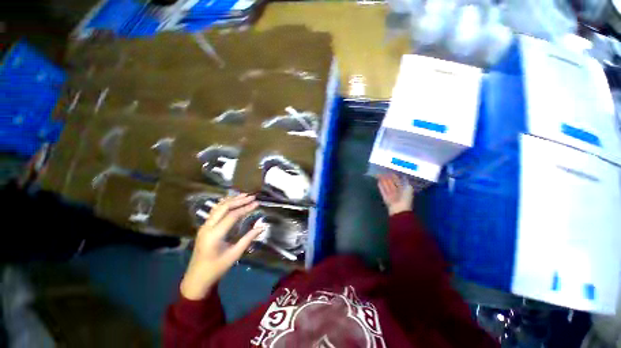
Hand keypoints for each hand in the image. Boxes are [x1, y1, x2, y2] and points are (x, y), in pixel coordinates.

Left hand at [180, 194, 262, 299]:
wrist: (197, 278)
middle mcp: (208, 227)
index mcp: (215, 235)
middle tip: (252, 197)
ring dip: (231, 200)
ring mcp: (204, 226)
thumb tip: (262, 227)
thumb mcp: (234, 254)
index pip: (232, 215)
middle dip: (239, 200)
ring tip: (244, 195)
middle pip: (224, 207)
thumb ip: (248, 238)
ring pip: (218, 207)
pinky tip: (230, 200)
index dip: (246, 208)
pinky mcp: (204, 227)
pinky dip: (224, 204)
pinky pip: (214, 211)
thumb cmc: (217, 268)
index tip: (257, 203)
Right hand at [378, 174, 413, 215]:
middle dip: (387, 178)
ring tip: (379, 176)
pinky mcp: (386, 198)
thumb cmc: (406, 199)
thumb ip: (406, 182)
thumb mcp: (409, 189)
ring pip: (386, 187)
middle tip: (383, 173)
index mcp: (403, 189)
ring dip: (383, 181)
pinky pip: (383, 191)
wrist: (400, 210)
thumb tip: (403, 176)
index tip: (390, 172)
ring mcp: (391, 195)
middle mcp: (397, 192)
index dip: (394, 177)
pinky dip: (381, 187)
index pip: (398, 181)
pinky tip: (378, 182)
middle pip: (391, 183)